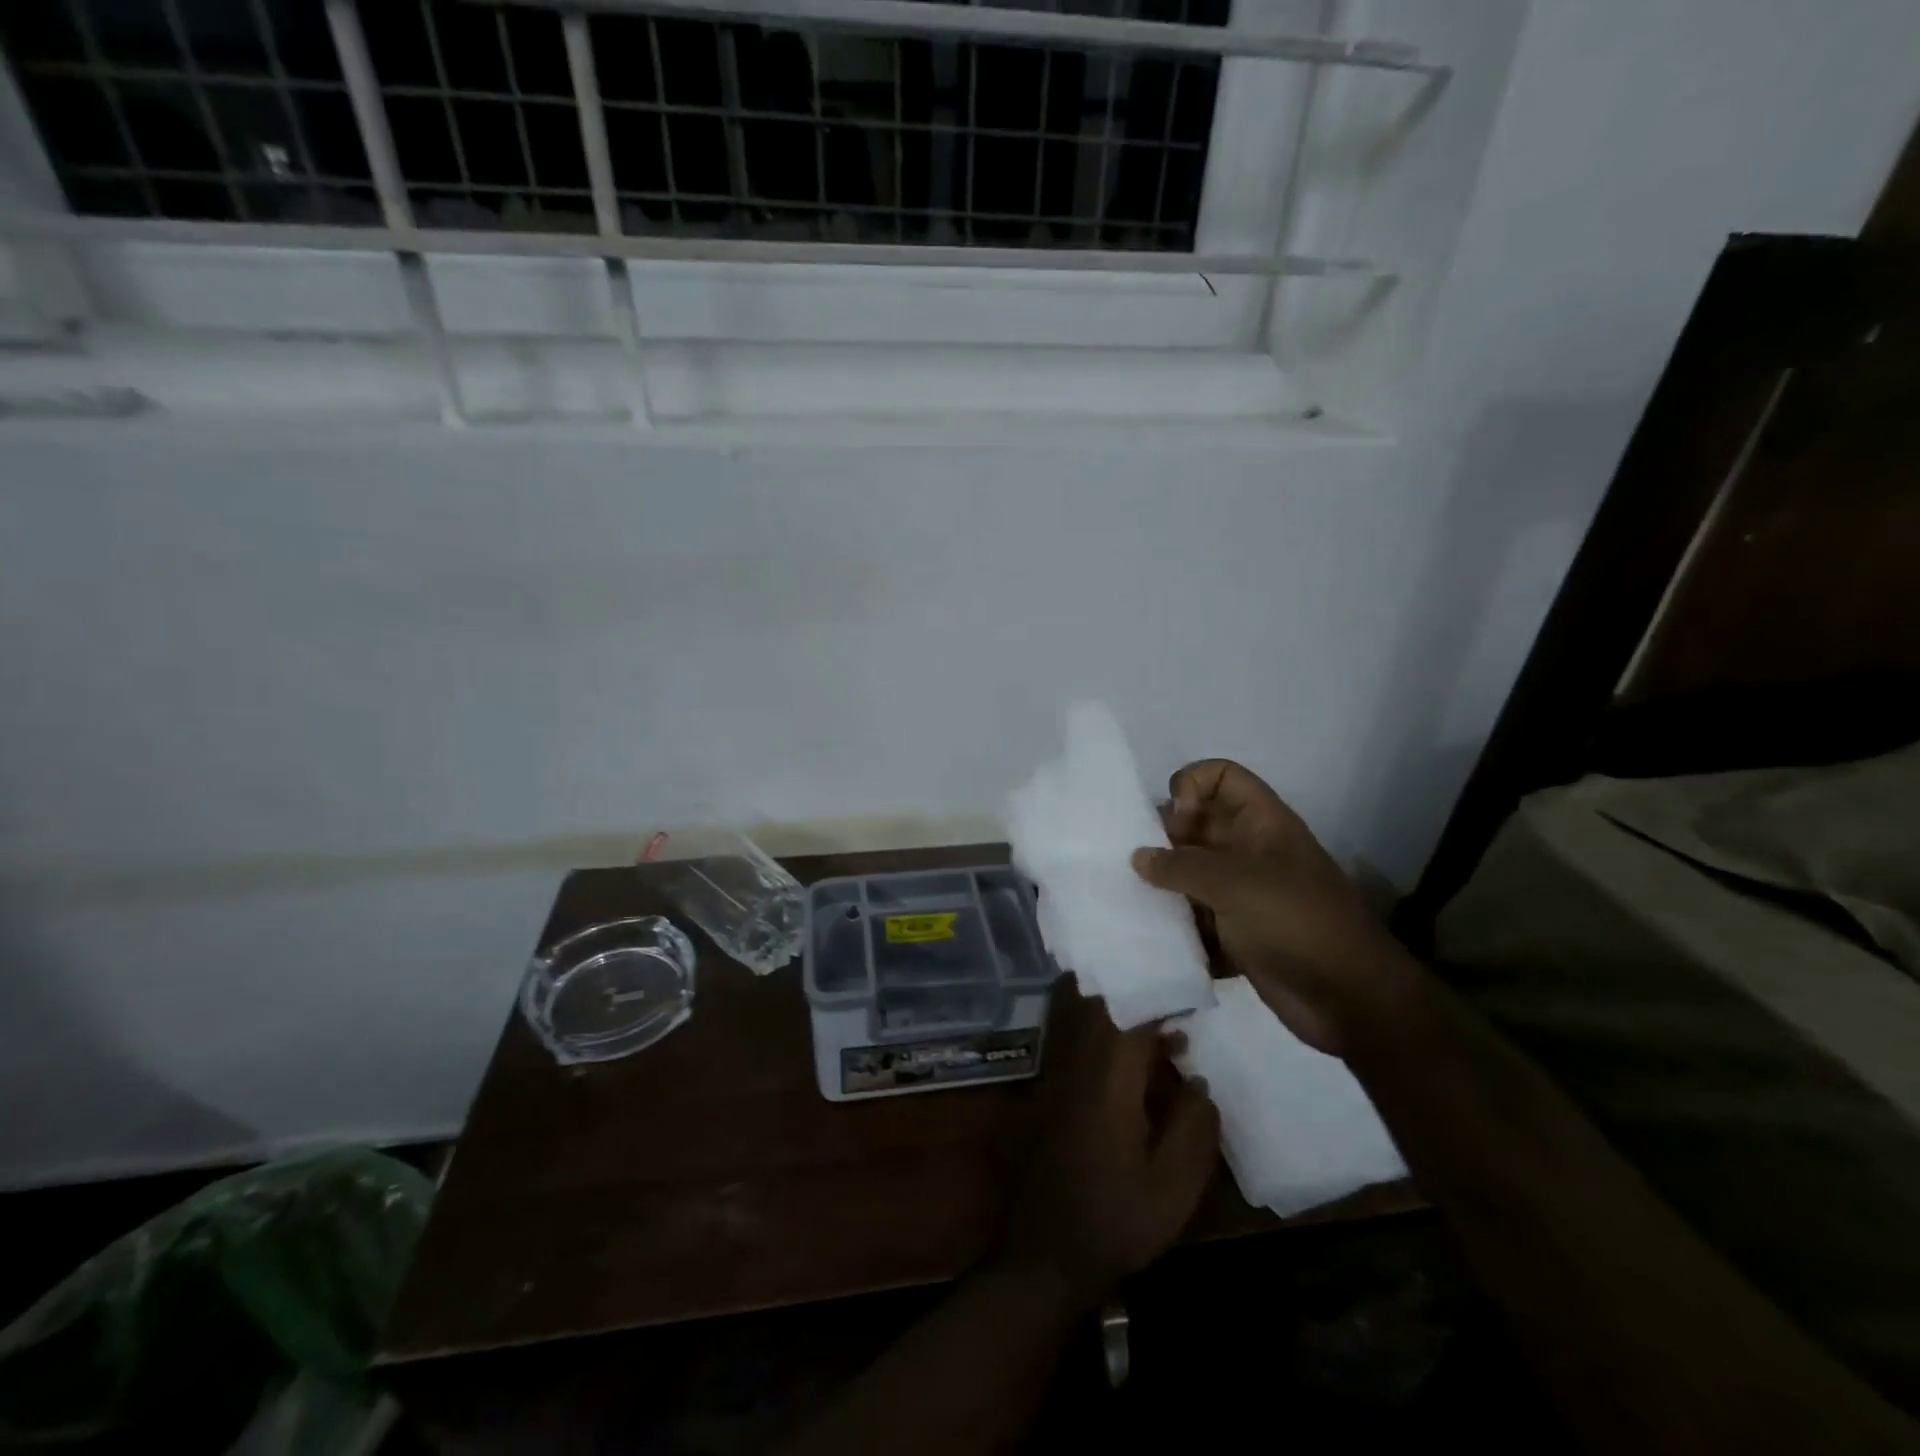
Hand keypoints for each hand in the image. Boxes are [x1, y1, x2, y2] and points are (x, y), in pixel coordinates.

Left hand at [998, 1000, 1219, 1305]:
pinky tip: (1133, 1063)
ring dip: (1119, 1016)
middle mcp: (1076, 1067)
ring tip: (1163, 1029)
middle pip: (1100, 1010)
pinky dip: (1104, 1039)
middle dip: (1136, 998)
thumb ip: (1192, 1129)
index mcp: (1108, 1082)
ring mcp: (1056, 1078)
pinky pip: (1076, 1046)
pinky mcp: (1047, 1095)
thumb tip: (1198, 1082)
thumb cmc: (1115, 1220)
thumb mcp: (1172, 1188)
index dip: (1159, 1000)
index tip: (1189, 996)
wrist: (1045, 1253)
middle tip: (1174, 1002)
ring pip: (1084, 1024)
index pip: (1130, 1019)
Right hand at [1135, 759, 1420, 1056]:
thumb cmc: (1295, 922)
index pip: (1221, 777)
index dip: (1192, 786)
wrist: (1350, 1000)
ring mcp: (1243, 895)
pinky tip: (1155, 938)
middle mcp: (1249, 852)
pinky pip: (1195, 919)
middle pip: (1197, 826)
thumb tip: (1139, 858)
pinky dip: (1176, 927)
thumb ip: (1181, 865)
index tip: (1174, 823)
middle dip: (1163, 840)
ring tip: (1136, 902)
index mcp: (1261, 824)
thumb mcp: (1235, 882)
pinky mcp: (1236, 934)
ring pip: (1190, 875)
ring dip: (1164, 887)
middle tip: (1138, 866)